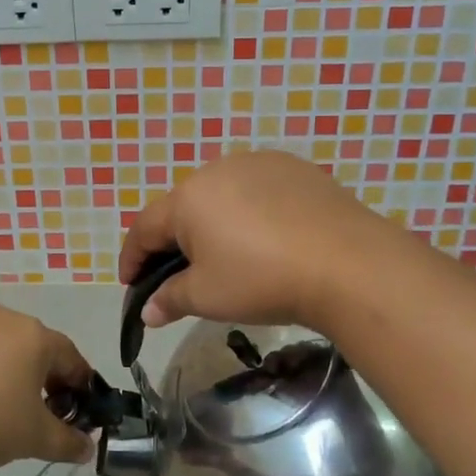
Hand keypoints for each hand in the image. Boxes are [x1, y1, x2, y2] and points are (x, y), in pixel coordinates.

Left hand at [0, 305, 96, 473]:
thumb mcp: (36, 437)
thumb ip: (68, 442)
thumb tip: (87, 448)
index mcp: (35, 335)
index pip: (72, 357)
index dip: (82, 387)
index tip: (83, 415)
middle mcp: (8, 320)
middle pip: (42, 349)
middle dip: (52, 382)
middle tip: (51, 417)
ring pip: (13, 350)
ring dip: (23, 377)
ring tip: (17, 413)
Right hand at [119, 150, 399, 333]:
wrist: (346, 263)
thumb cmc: (261, 279)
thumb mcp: (208, 297)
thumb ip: (170, 299)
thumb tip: (147, 311)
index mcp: (187, 199)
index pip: (145, 227)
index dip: (132, 258)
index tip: (129, 283)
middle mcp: (216, 170)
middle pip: (182, 207)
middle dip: (174, 241)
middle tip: (179, 274)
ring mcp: (258, 164)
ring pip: (221, 195)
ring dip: (213, 222)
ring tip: (226, 254)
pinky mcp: (294, 167)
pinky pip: (257, 189)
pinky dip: (250, 211)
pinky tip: (267, 237)